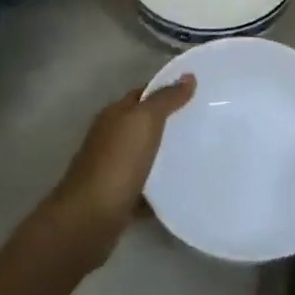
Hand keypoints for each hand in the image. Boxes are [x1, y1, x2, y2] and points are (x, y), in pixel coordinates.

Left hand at [37, 77, 195, 269]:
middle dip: (169, 122)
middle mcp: (110, 138)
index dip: (167, 89)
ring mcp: (112, 169)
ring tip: (199, 153)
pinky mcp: (118, 197)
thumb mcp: (144, 122)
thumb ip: (165, 99)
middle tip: (204, 122)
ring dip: (165, 154)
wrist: (90, 218)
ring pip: (144, 155)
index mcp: (114, 115)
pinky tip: (182, 188)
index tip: (198, 92)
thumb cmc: (117, 162)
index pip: (143, 93)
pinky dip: (160, 186)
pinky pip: (145, 186)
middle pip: (142, 124)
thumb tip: (187, 76)